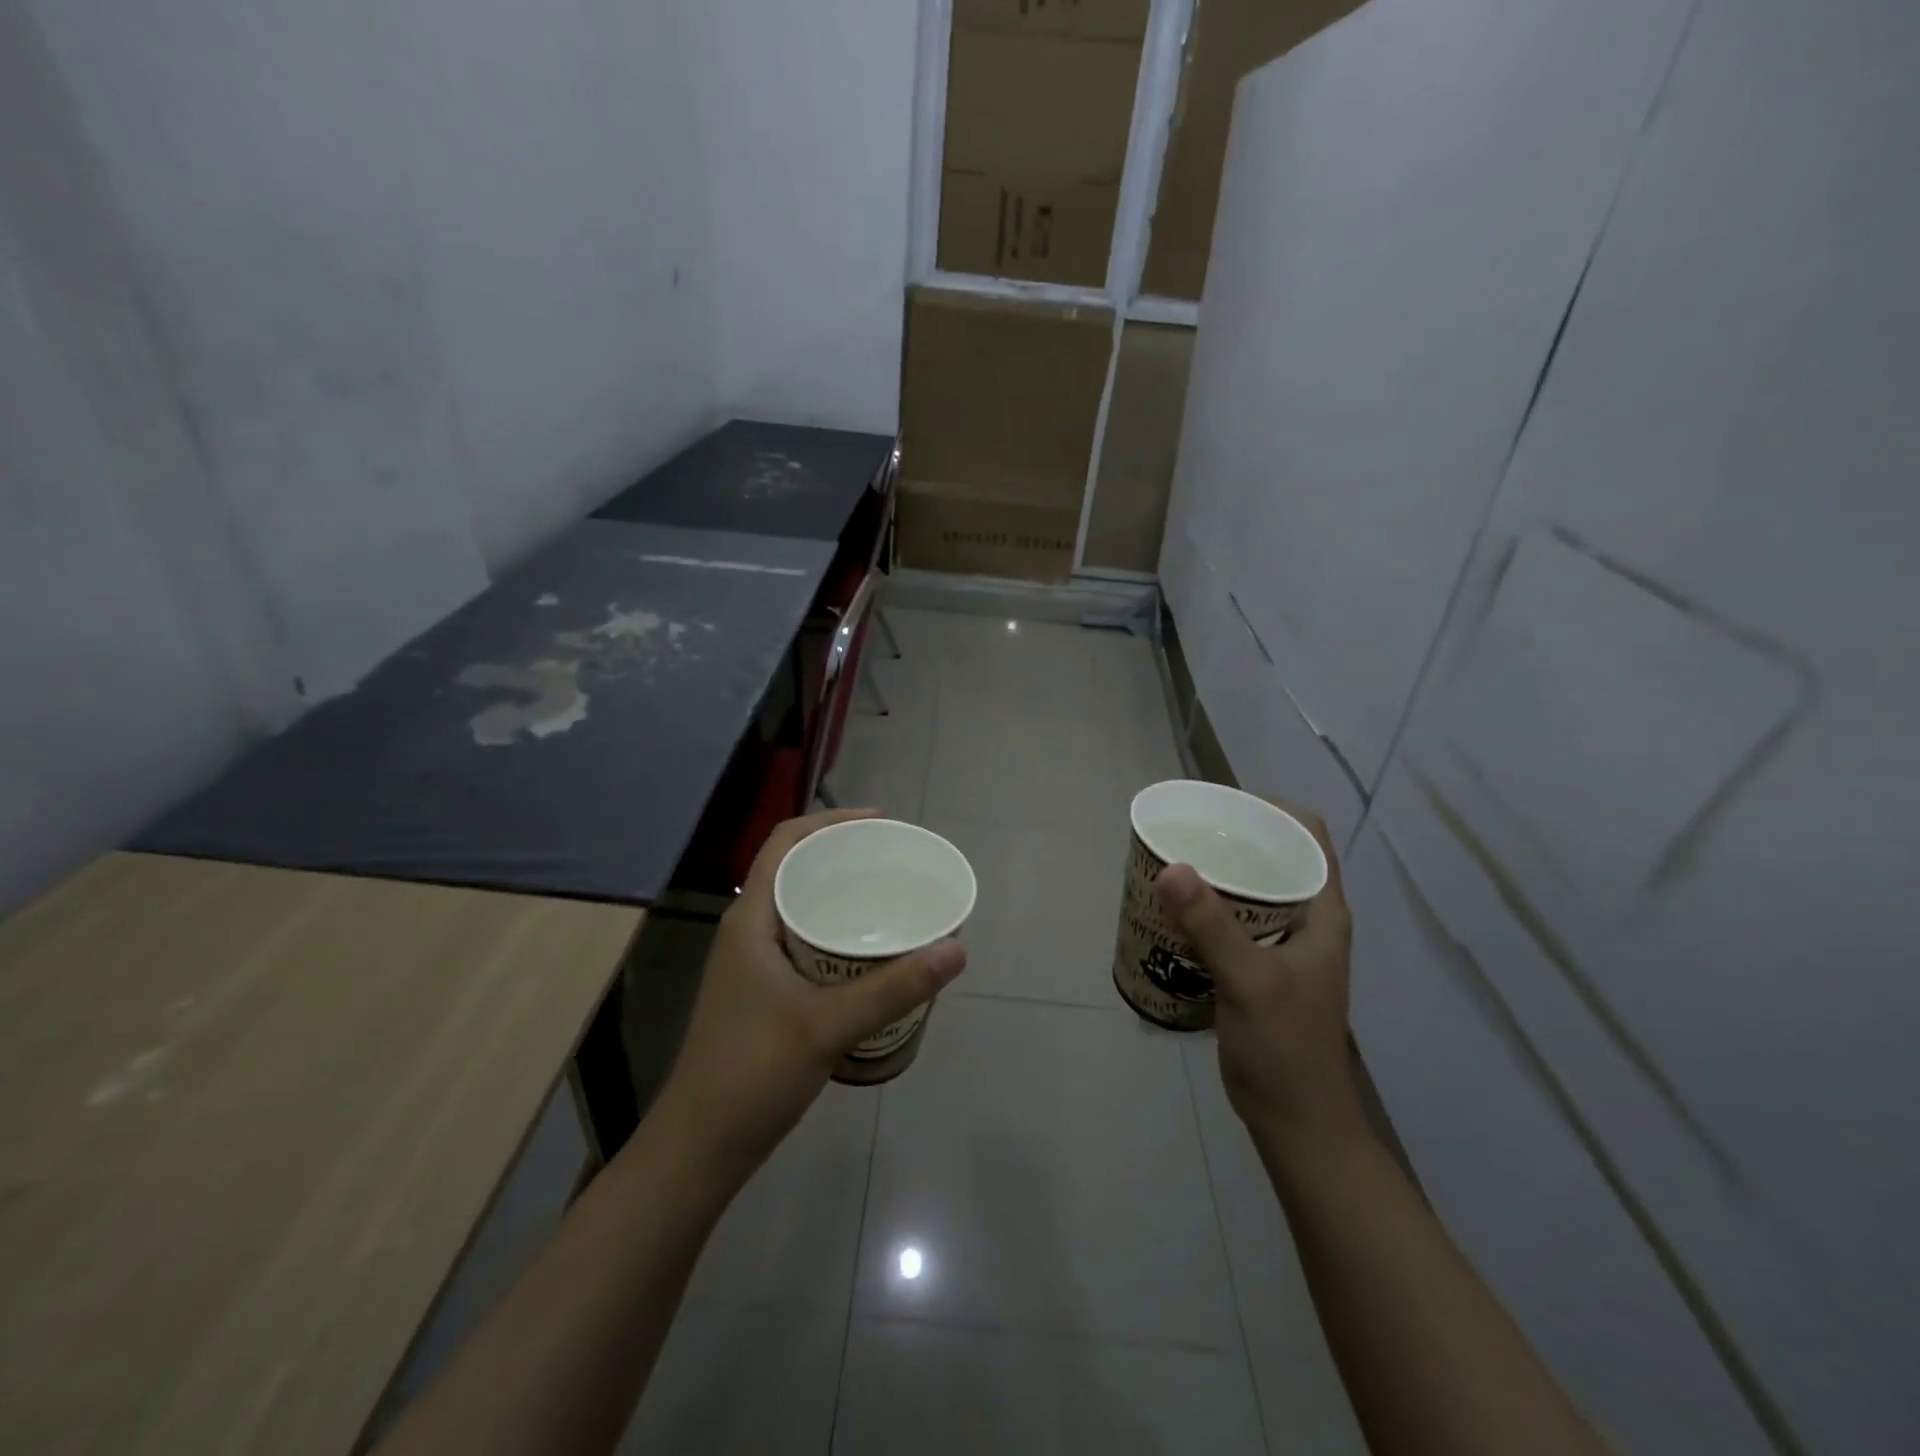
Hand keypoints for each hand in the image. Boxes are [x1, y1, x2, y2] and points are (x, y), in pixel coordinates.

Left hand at [654, 808, 966, 1180]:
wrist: (700, 1148)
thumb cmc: (753, 1074)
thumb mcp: (828, 1025)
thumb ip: (894, 987)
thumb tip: (956, 948)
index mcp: (751, 920)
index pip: (785, 843)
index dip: (830, 821)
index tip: (880, 822)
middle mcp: (748, 931)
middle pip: (795, 869)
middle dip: (843, 856)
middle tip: (895, 861)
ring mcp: (752, 964)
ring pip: (800, 907)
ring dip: (840, 895)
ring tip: (890, 898)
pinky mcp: (762, 992)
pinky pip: (803, 940)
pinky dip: (835, 932)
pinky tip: (869, 953)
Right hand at [1155, 803, 1363, 1158]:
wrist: (1293, 1116)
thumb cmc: (1284, 1045)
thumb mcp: (1249, 980)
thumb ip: (1211, 925)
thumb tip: (1171, 867)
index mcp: (1322, 911)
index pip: (1307, 835)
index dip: (1271, 808)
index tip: (1221, 804)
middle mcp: (1306, 919)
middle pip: (1274, 856)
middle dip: (1232, 837)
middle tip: (1184, 830)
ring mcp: (1282, 944)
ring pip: (1250, 889)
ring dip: (1216, 873)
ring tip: (1171, 860)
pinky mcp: (1257, 966)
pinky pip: (1232, 919)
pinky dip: (1205, 907)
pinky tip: (1172, 909)